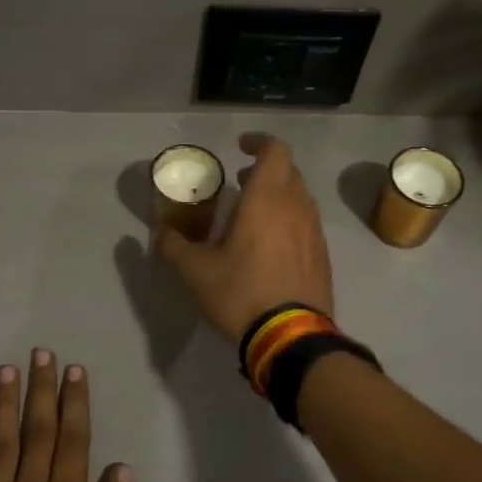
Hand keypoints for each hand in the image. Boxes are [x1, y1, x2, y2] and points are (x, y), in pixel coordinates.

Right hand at [153, 133, 334, 345]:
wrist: (291, 338)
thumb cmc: (241, 294)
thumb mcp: (196, 272)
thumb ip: (173, 246)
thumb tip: (158, 233)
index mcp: (267, 199)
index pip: (274, 151)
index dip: (258, 142)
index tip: (239, 147)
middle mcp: (297, 207)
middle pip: (288, 172)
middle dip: (264, 170)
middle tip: (239, 182)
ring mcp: (314, 232)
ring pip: (299, 198)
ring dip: (277, 196)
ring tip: (251, 214)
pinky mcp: (322, 257)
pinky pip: (306, 224)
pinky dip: (288, 220)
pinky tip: (269, 246)